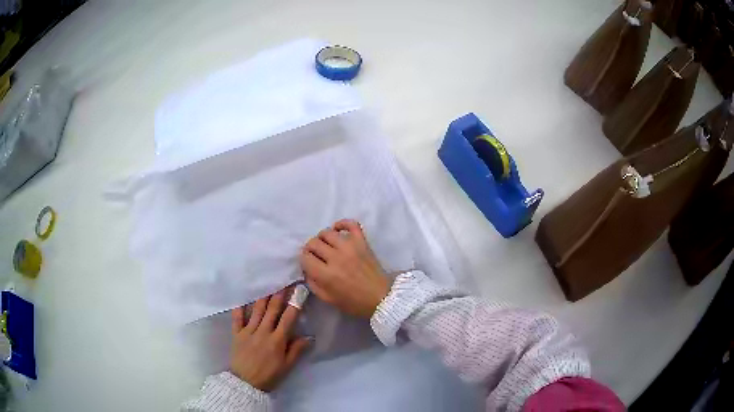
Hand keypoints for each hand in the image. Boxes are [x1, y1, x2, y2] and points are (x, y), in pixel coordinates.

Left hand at [229, 289, 310, 391]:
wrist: (245, 383)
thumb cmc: (269, 376)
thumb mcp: (287, 366)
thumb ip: (296, 350)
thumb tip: (309, 336)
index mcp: (277, 340)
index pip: (288, 318)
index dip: (295, 303)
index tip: (299, 291)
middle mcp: (263, 332)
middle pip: (272, 310)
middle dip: (279, 294)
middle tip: (284, 281)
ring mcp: (248, 331)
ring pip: (256, 310)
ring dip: (263, 296)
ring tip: (267, 284)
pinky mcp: (236, 334)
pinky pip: (237, 318)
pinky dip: (239, 307)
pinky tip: (242, 297)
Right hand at [300, 219, 390, 318]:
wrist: (382, 297)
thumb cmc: (355, 302)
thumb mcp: (328, 299)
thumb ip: (314, 284)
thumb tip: (307, 270)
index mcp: (326, 275)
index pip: (305, 257)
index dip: (304, 260)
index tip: (308, 264)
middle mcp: (336, 258)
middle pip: (313, 243)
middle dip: (310, 249)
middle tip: (315, 255)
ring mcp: (350, 247)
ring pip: (327, 232)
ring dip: (322, 238)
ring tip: (326, 246)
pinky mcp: (362, 241)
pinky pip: (350, 224)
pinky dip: (342, 224)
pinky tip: (337, 230)